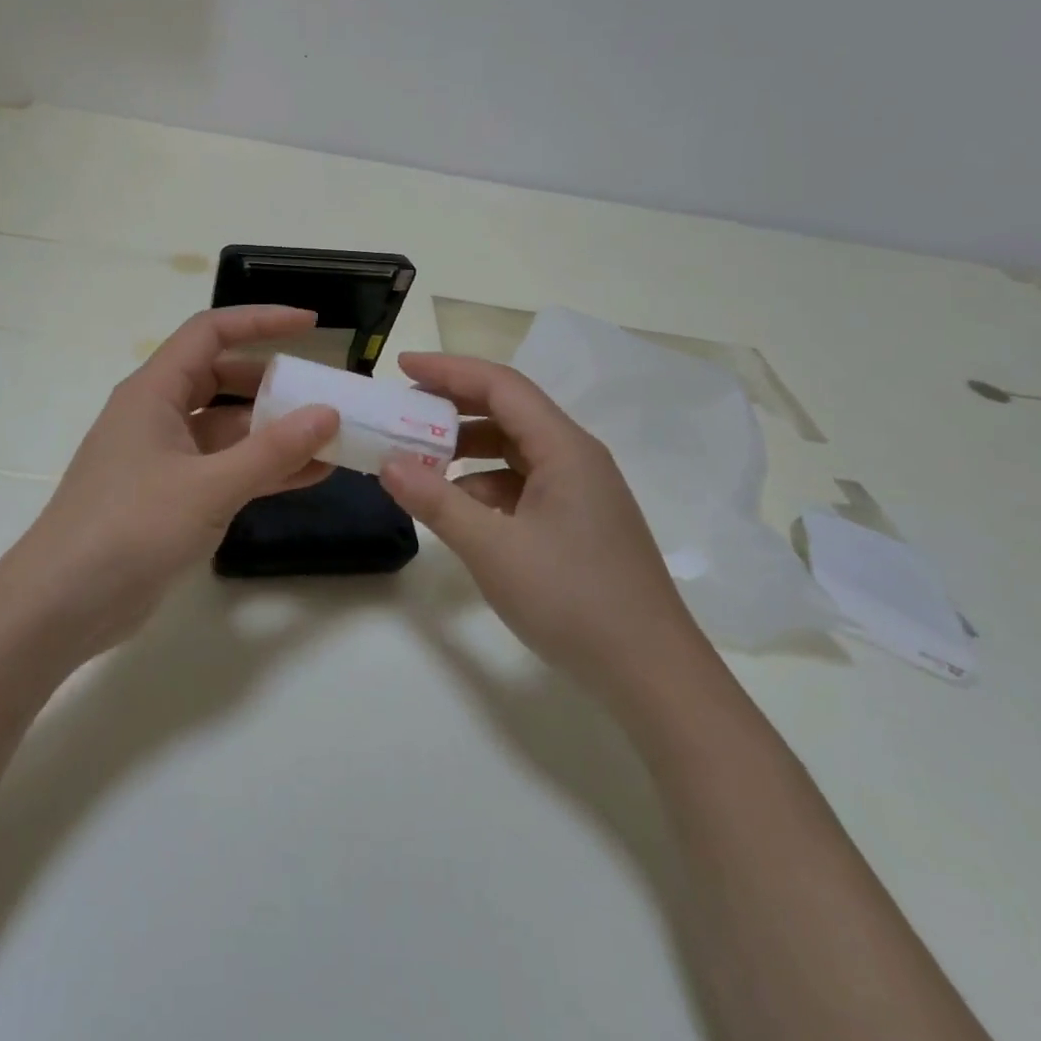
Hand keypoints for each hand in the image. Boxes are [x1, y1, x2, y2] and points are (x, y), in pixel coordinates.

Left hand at [0, 307, 339, 663]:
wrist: (61, 606)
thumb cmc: (129, 529)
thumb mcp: (208, 487)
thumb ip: (272, 450)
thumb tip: (328, 414)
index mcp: (154, 391)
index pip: (210, 333)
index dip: (261, 321)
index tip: (311, 325)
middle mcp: (158, 414)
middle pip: (223, 378)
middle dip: (274, 383)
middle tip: (325, 393)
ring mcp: (164, 458)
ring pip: (228, 428)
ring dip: (274, 431)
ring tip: (331, 438)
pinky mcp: (171, 496)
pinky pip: (225, 468)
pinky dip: (262, 468)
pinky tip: (309, 475)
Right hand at [378, 353, 710, 702]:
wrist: (652, 674)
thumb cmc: (573, 600)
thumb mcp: (493, 550)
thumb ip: (437, 502)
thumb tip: (388, 464)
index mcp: (564, 448)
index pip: (501, 386)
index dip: (449, 369)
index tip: (401, 366)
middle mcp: (577, 457)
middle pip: (509, 411)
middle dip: (454, 407)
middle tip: (404, 413)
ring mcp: (582, 491)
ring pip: (515, 450)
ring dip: (468, 450)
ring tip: (422, 464)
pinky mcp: (580, 521)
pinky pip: (525, 483)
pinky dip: (487, 485)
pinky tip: (461, 511)